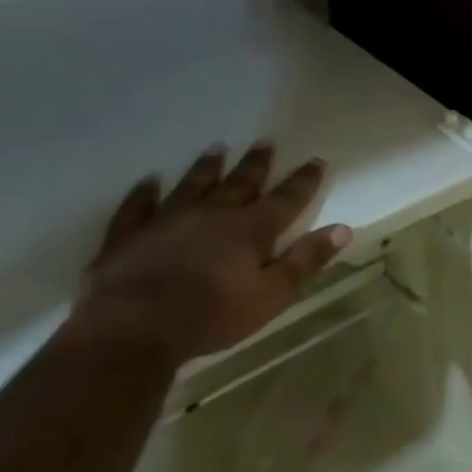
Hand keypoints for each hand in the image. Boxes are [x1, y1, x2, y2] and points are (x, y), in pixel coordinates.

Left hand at [72, 141, 350, 364]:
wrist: (130, 330)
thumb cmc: (211, 316)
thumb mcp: (271, 295)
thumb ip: (306, 261)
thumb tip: (343, 229)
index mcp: (250, 231)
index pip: (286, 200)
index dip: (303, 181)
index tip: (317, 160)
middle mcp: (212, 215)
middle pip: (239, 184)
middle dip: (256, 164)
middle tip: (266, 141)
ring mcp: (166, 222)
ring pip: (192, 186)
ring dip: (206, 168)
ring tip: (217, 149)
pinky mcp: (129, 236)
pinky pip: (137, 207)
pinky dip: (144, 193)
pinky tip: (148, 180)